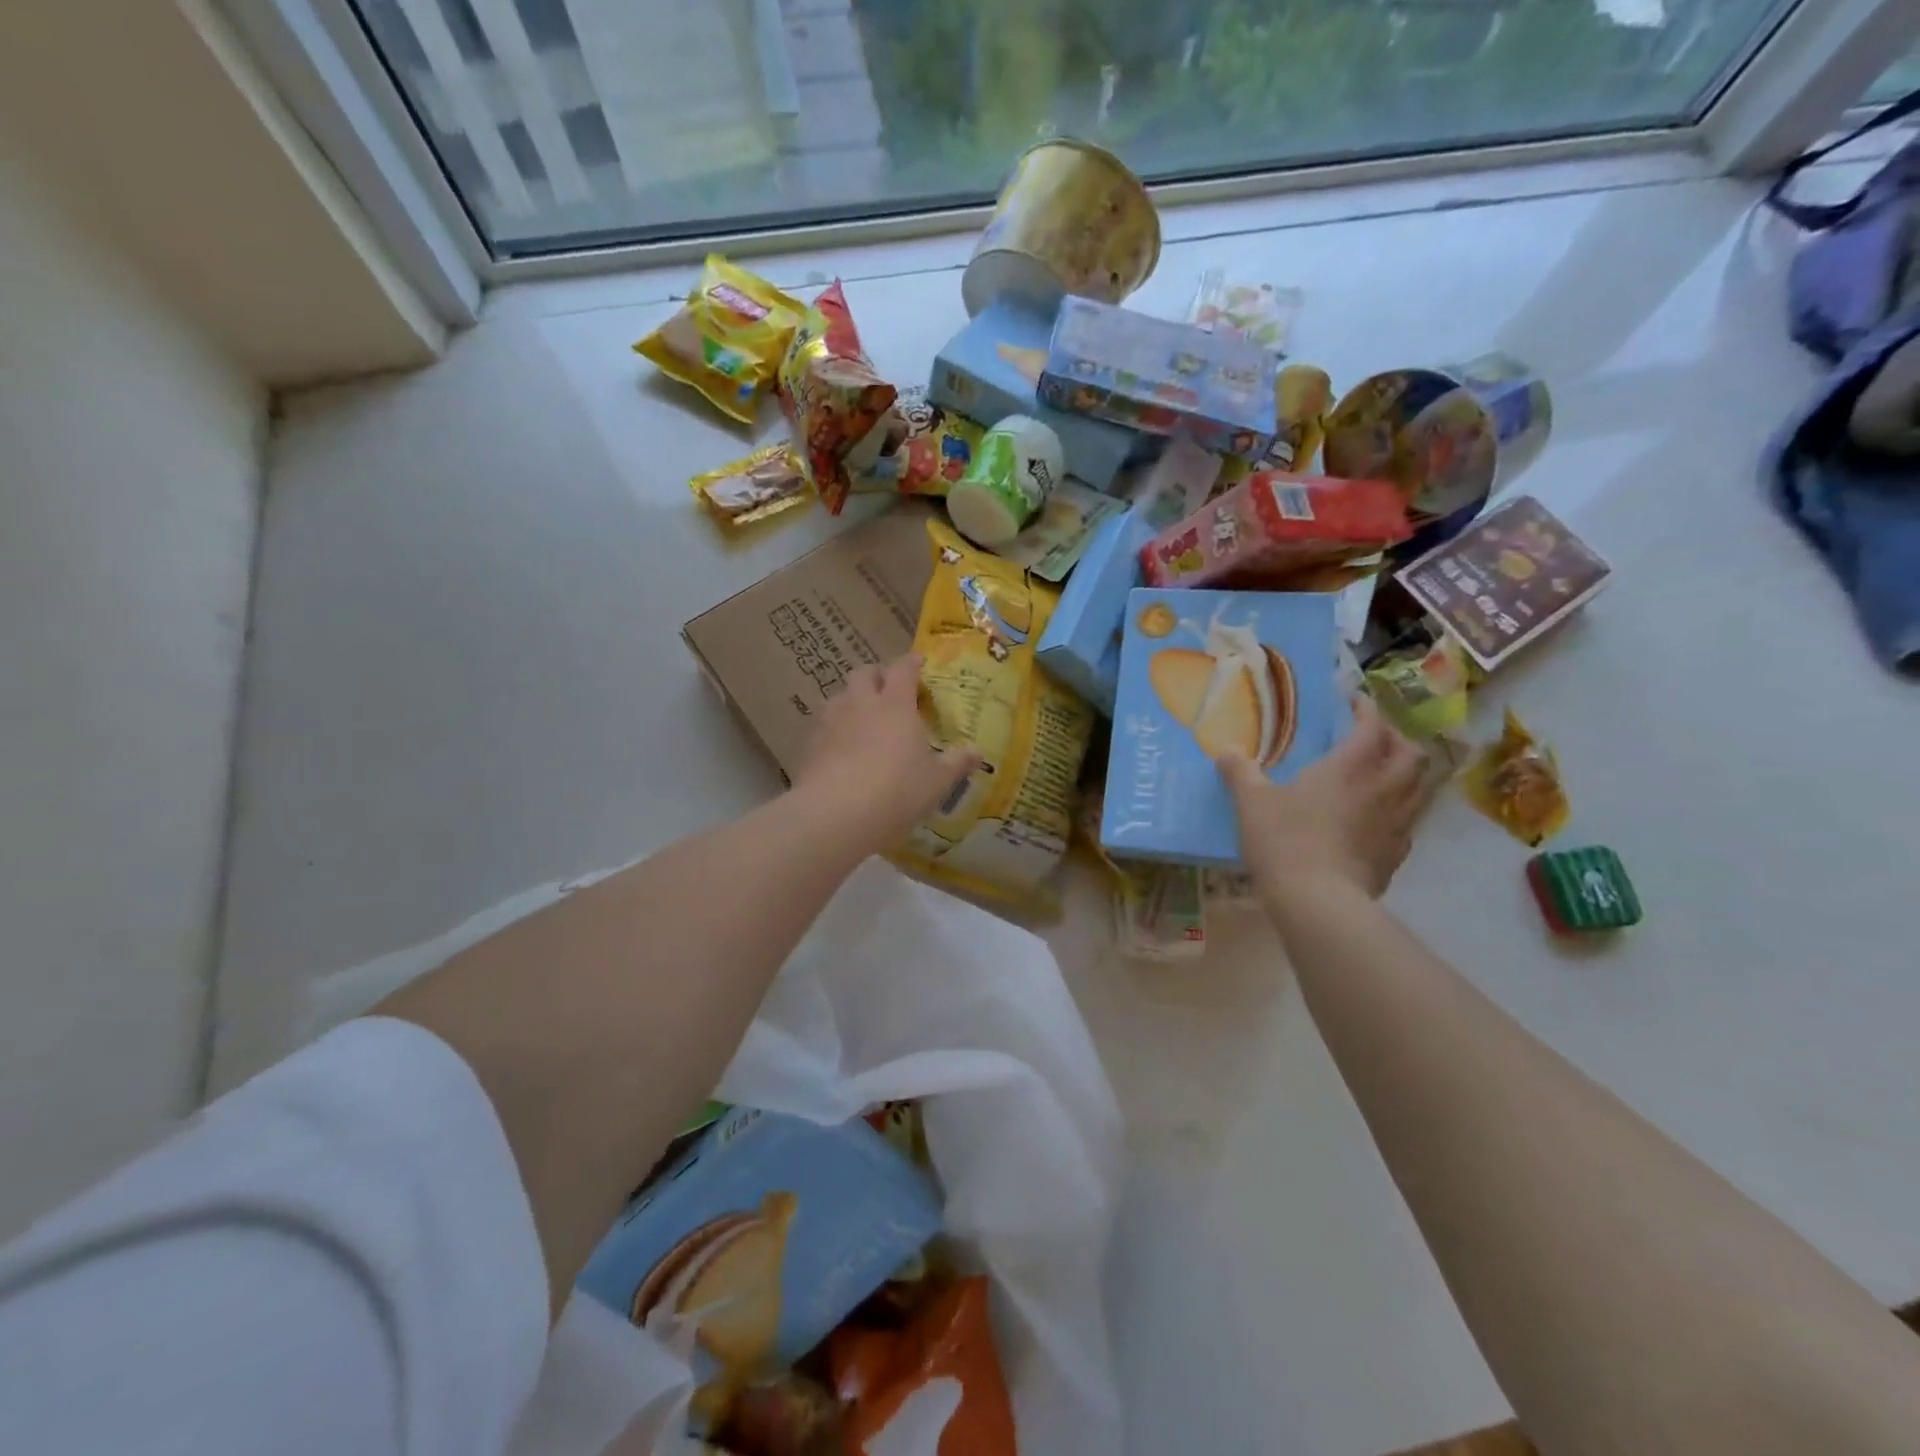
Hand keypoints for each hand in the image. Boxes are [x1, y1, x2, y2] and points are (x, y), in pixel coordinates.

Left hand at [793, 654, 982, 853]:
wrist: (835, 814)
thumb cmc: (897, 791)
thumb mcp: (936, 782)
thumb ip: (957, 763)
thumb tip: (978, 752)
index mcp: (895, 704)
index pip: (903, 669)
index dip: (911, 663)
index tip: (919, 665)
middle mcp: (860, 703)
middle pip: (864, 673)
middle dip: (877, 676)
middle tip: (889, 691)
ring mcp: (831, 721)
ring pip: (839, 696)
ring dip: (852, 701)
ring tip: (863, 721)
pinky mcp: (809, 744)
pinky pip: (823, 726)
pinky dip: (834, 730)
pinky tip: (841, 751)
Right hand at [1219, 696, 1434, 907]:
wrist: (1318, 901)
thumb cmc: (1285, 840)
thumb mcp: (1252, 802)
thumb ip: (1241, 773)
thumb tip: (1226, 752)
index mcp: (1350, 767)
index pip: (1372, 726)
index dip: (1366, 709)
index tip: (1354, 702)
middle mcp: (1383, 789)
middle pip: (1412, 753)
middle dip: (1396, 740)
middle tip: (1374, 740)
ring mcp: (1396, 824)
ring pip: (1419, 787)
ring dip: (1405, 775)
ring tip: (1381, 776)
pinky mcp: (1396, 855)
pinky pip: (1409, 822)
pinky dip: (1398, 811)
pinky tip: (1375, 820)